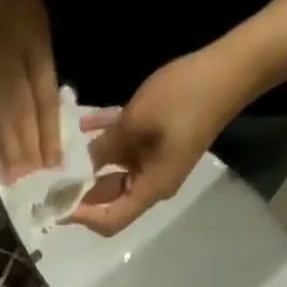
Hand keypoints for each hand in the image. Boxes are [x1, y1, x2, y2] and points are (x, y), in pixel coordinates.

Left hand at [68, 43, 261, 236]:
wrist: (234, 66)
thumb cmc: (185, 96)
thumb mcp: (135, 122)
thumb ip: (104, 149)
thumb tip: (78, 168)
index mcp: (151, 188)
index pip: (110, 221)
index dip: (82, 217)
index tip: (57, 205)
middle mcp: (152, 184)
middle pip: (109, 201)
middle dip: (80, 192)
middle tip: (51, 181)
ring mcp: (157, 164)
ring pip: (115, 175)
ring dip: (91, 165)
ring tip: (62, 155)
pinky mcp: (160, 144)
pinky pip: (127, 151)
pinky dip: (108, 143)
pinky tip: (85, 125)